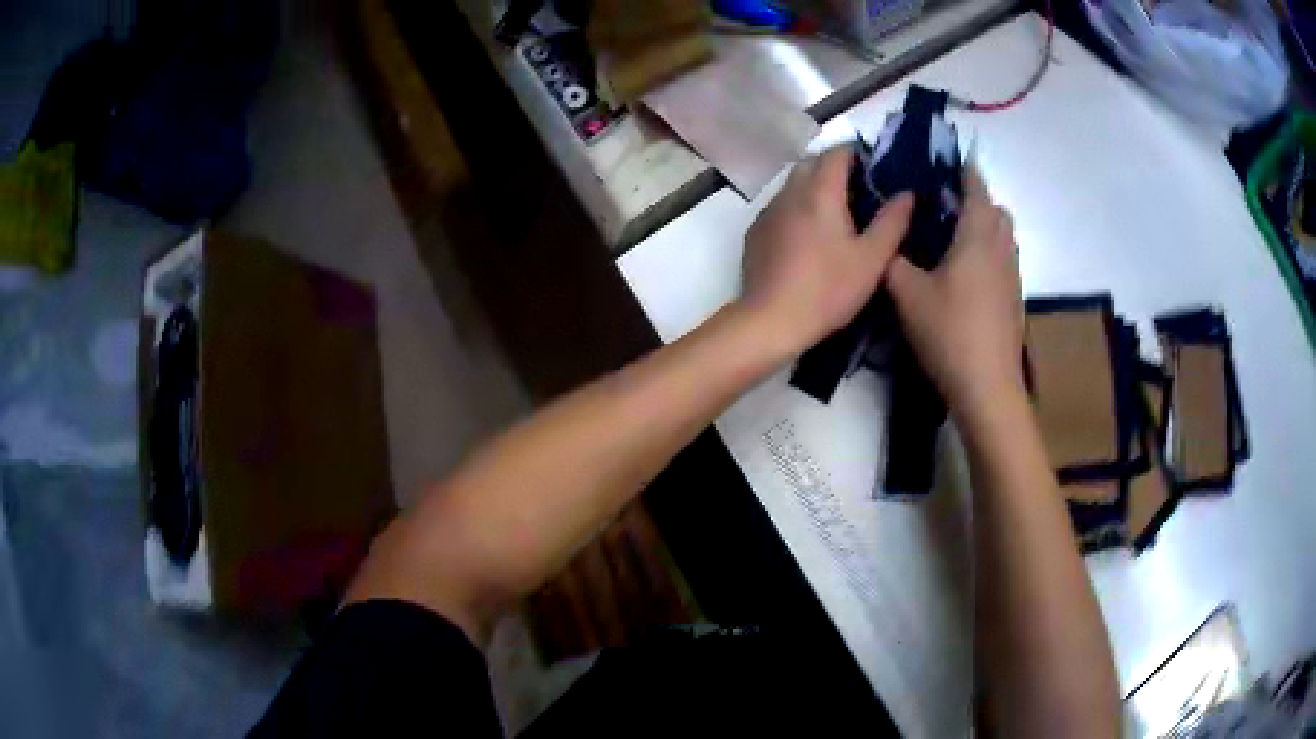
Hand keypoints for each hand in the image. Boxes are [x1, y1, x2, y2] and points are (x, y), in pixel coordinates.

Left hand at [738, 147, 913, 358]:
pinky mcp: (755, 232)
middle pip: (812, 163)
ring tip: (835, 215)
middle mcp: (790, 191)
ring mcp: (767, 211)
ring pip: (793, 183)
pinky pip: (779, 206)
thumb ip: (892, 222)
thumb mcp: (872, 260)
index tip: (874, 172)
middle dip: (834, 168)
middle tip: (858, 193)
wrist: (770, 320)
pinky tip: (807, 237)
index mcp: (820, 191)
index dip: (857, 155)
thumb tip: (907, 194)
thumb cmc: (828, 289)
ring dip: (813, 187)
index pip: (837, 152)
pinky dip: (796, 208)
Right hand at [886, 166, 1023, 419]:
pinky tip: (966, 275)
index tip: (947, 160)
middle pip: (997, 210)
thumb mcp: (907, 295)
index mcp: (977, 237)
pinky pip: (1005, 260)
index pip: (976, 188)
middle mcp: (1001, 249)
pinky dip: (990, 253)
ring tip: (953, 238)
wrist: (987, 387)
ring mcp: (1012, 276)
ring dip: (985, 226)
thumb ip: (893, 261)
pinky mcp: (1014, 300)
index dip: (964, 169)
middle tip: (944, 206)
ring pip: (1004, 236)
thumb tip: (887, 242)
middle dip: (977, 199)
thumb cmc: (949, 332)